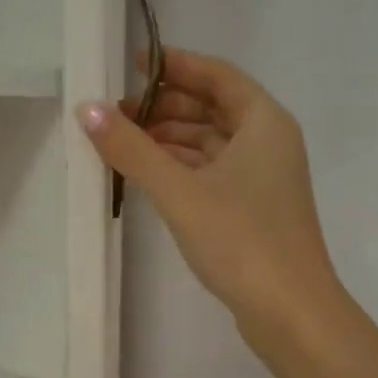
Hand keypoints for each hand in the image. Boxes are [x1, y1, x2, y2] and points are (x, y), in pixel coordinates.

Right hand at [78, 48, 342, 355]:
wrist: (291, 312)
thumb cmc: (241, 241)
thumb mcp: (179, 191)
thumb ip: (132, 150)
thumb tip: (87, 109)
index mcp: (264, 122)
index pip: (217, 75)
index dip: (175, 65)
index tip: (133, 65)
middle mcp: (269, 143)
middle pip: (214, 108)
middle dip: (166, 107)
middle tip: (118, 113)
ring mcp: (265, 179)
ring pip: (213, 144)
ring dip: (172, 141)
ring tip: (124, 145)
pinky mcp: (255, 211)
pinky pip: (214, 173)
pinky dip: (184, 169)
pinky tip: (151, 178)